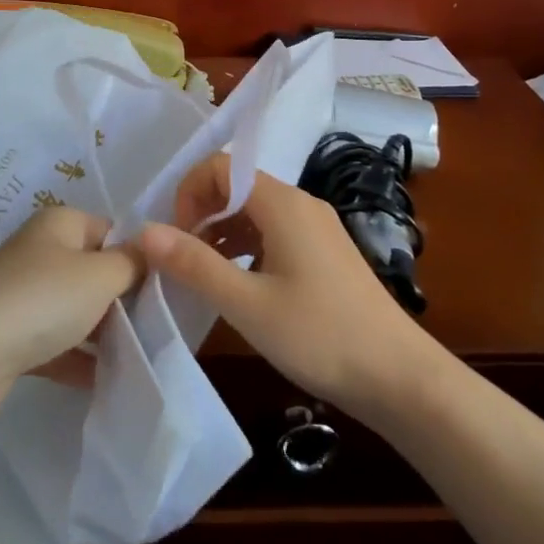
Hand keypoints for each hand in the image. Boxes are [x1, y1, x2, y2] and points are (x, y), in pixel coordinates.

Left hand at [0, 205, 143, 416]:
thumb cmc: (41, 300)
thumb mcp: (101, 275)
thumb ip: (133, 263)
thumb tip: (150, 252)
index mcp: (60, 225)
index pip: (112, 231)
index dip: (139, 257)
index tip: (165, 289)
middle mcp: (39, 252)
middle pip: (94, 271)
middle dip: (123, 299)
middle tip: (156, 327)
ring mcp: (21, 294)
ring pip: (75, 310)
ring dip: (102, 333)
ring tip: (139, 357)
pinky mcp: (10, 336)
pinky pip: (55, 343)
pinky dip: (77, 360)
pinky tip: (106, 382)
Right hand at [136, 154, 435, 418]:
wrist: (398, 376)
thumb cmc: (319, 335)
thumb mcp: (246, 303)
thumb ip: (194, 264)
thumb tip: (145, 231)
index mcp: (283, 203)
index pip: (222, 166)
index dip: (190, 192)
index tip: (176, 238)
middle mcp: (302, 204)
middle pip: (239, 186)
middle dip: (202, 213)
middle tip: (183, 260)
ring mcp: (318, 228)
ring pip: (256, 212)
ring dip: (222, 233)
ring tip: (204, 276)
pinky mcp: (326, 253)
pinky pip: (275, 233)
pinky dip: (247, 248)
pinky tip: (240, 286)